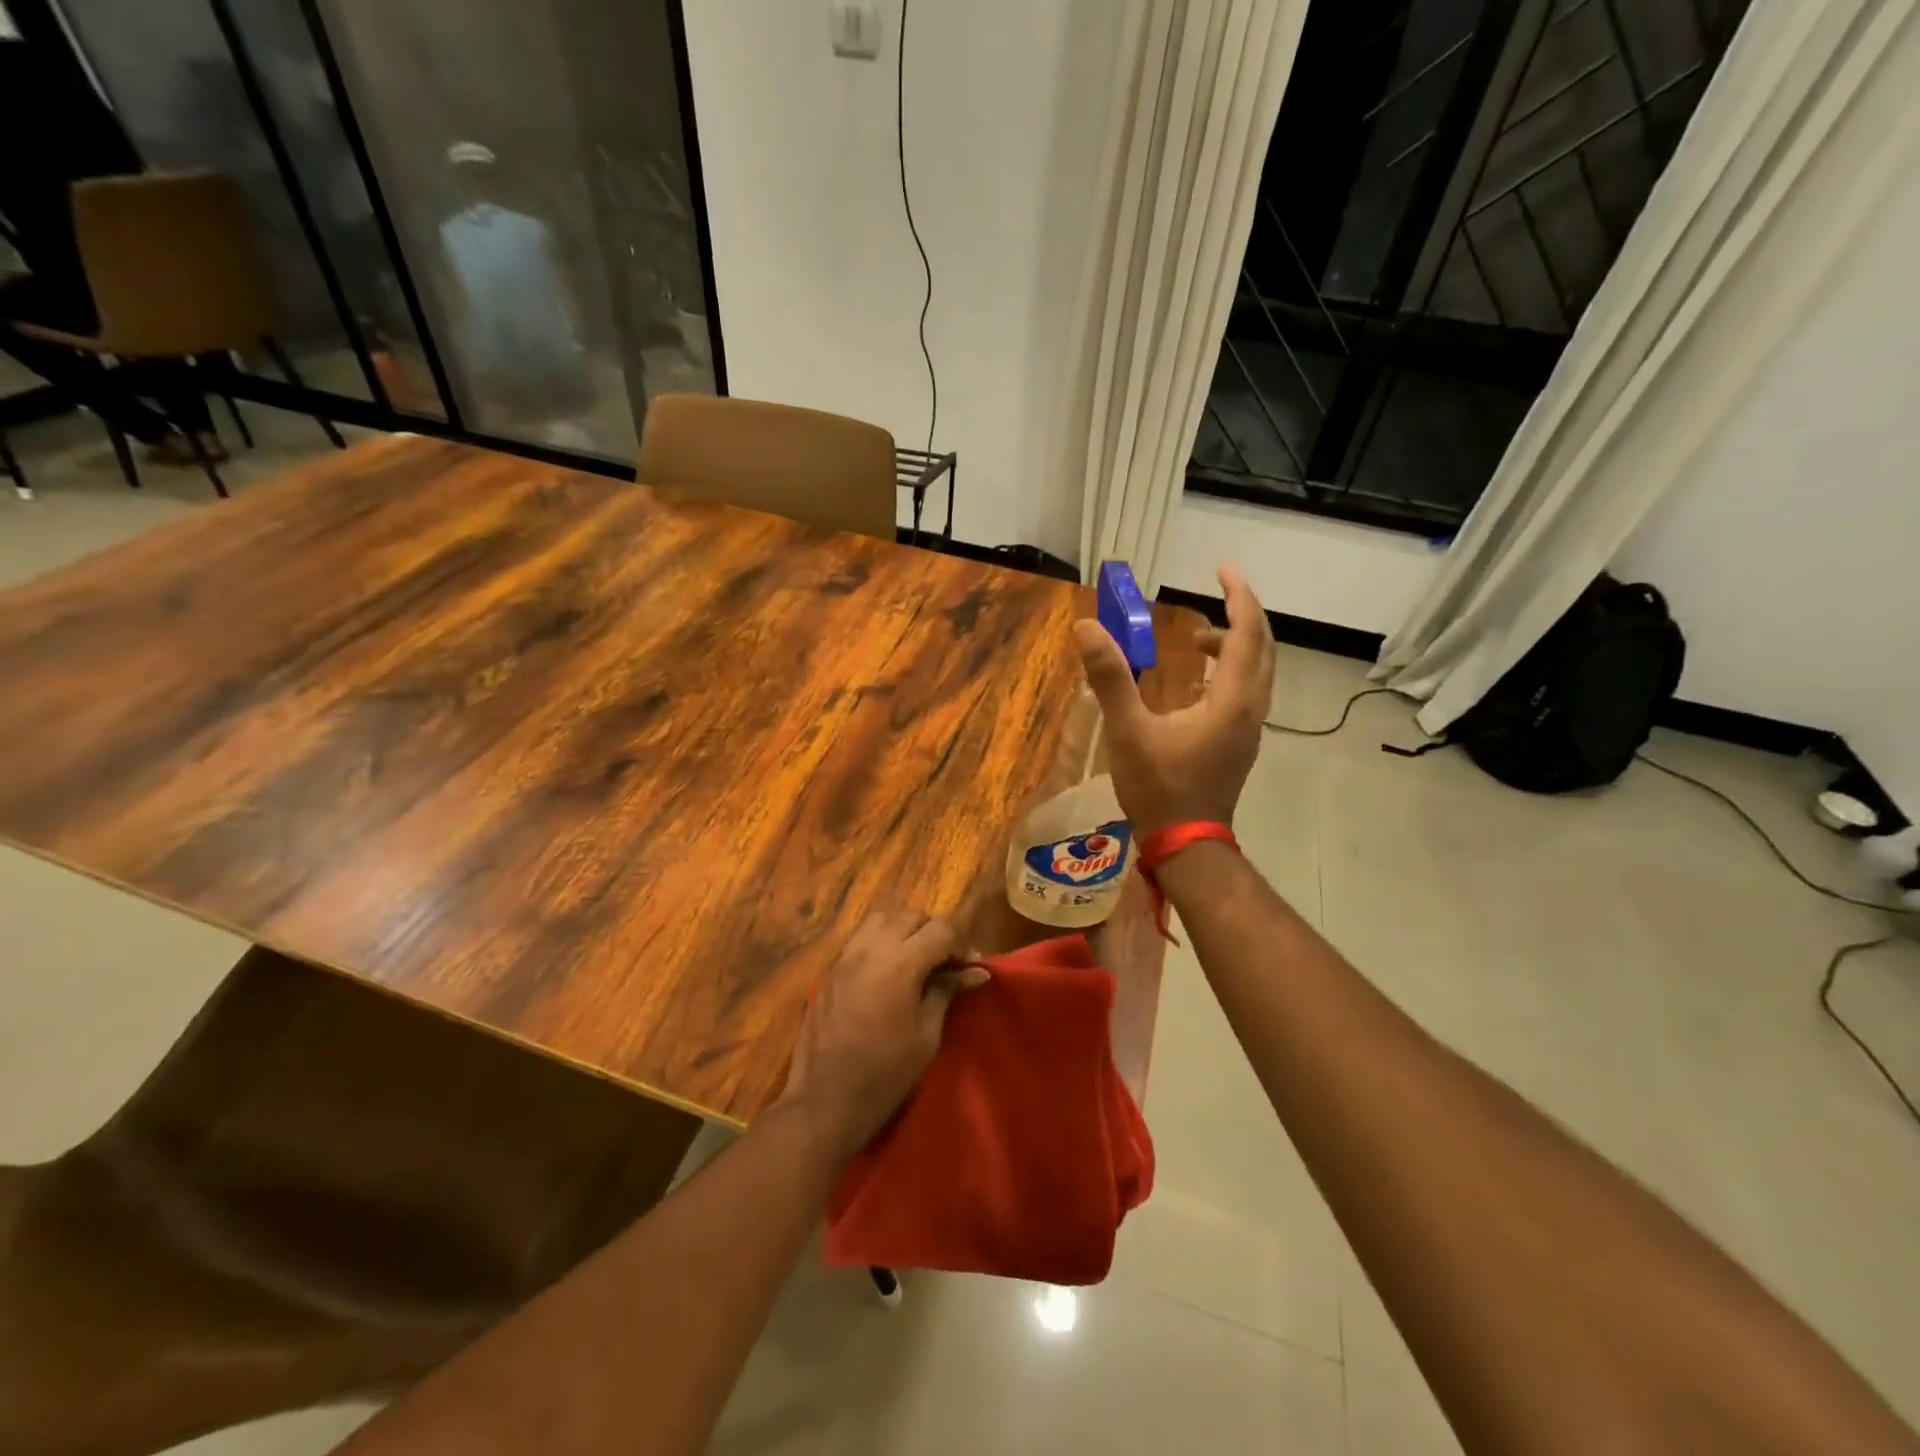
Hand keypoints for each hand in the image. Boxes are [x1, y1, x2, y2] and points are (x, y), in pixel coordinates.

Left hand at [781, 910, 988, 1158]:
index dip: (961, 944)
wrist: (824, 1102)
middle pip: (910, 916)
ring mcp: (845, 957)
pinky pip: (860, 938)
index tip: (971, 968)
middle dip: (933, 932)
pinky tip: (889, 970)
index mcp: (900, 963)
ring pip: (881, 919)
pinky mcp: (830, 970)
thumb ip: (947, 993)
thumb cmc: (884, 1075)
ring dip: (904, 929)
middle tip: (946, 963)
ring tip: (917, 959)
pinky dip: (881, 940)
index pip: (939, 930)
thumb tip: (976, 972)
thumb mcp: (926, 1036)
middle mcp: (870, 949)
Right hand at [1073, 565, 1274, 836]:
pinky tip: (1195, 683)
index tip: (1223, 569)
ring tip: (1197, 640)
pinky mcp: (1239, 744)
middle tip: (1213, 597)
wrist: (1185, 843)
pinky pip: (1246, 692)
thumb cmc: (1159, 787)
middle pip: (1262, 649)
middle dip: (1241, 616)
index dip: (1239, 596)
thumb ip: (1110, 677)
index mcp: (1232, 700)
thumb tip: (1086, 627)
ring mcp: (1249, 729)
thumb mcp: (1128, 730)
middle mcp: (1251, 709)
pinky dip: (1230, 672)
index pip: (1248, 633)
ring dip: (1236, 646)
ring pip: (1257, 672)